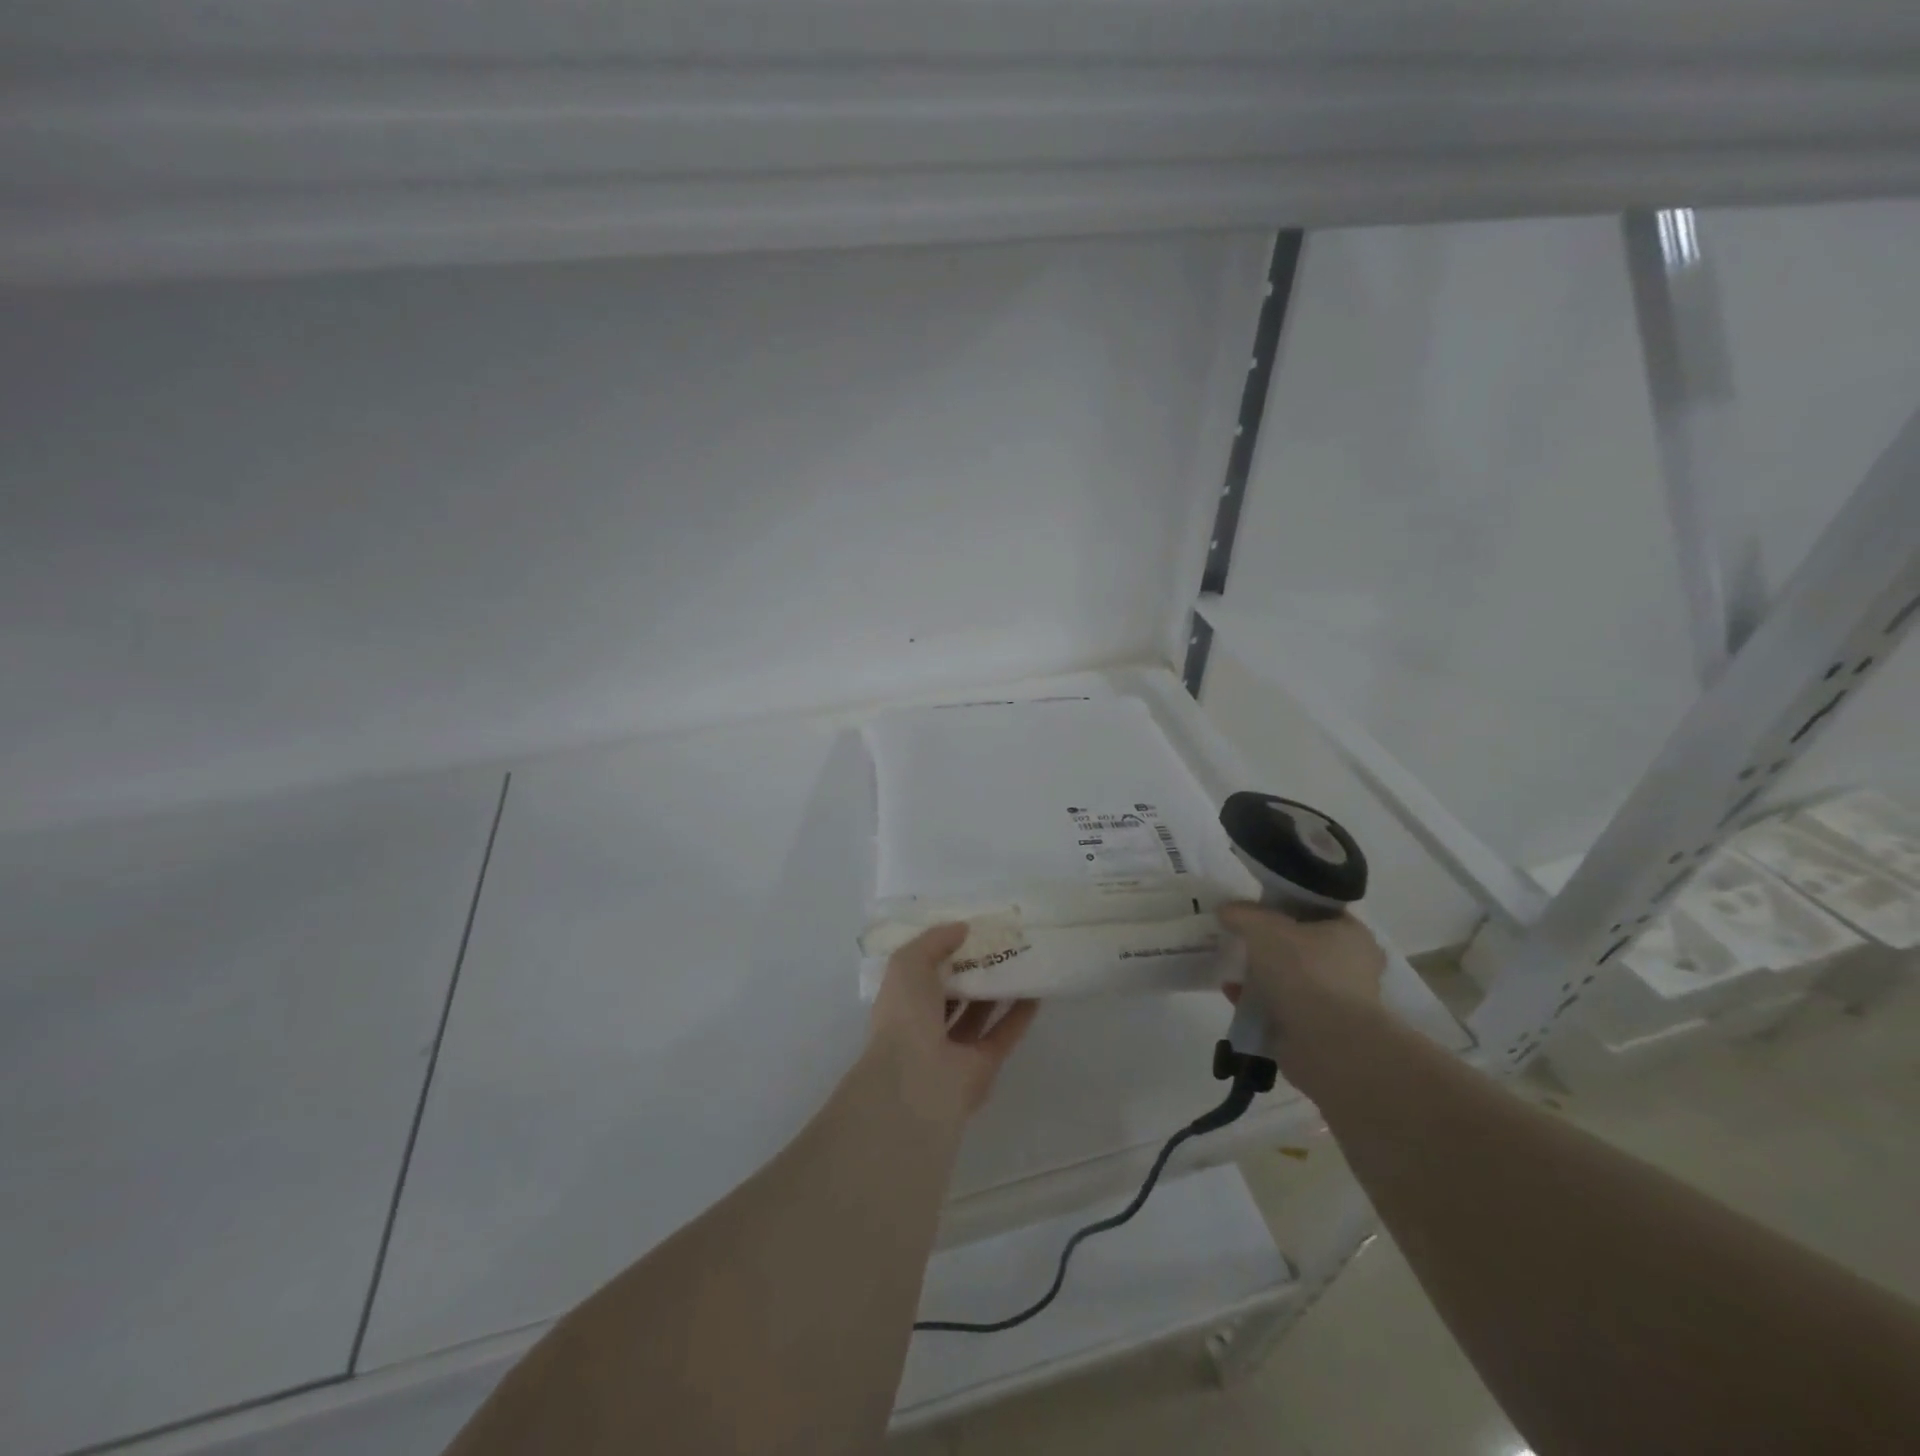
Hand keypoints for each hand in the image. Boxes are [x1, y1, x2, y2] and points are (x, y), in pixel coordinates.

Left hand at [866, 923, 1038, 1123]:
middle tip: (999, 941)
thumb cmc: (905, 1015)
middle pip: (955, 991)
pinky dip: (1020, 1014)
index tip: (968, 929)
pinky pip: (1004, 1034)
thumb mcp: (909, 962)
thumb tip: (963, 928)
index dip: (944, 950)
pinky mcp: (984, 1065)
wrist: (916, 1081)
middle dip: (974, 968)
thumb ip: (935, 941)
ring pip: (980, 1012)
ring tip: (1021, 959)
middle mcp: (926, 1026)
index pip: (923, 972)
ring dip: (999, 988)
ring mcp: (955, 1048)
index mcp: (902, 1002)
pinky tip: (1036, 990)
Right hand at [1217, 903, 1385, 1081]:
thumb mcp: (1264, 928)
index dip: (1285, 906)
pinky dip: (1257, 1001)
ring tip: (1231, 966)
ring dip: (1262, 975)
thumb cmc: (1306, 972)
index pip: (1317, 910)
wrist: (1328, 1045)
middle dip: (1269, 944)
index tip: (1255, 909)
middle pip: (1302, 945)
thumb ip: (1242, 914)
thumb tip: (1227, 910)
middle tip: (1240, 937)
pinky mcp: (1318, 1031)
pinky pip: (1281, 1007)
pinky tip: (1231, 993)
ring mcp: (1336, 1001)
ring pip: (1291, 978)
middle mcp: (1350, 966)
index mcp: (1351, 934)